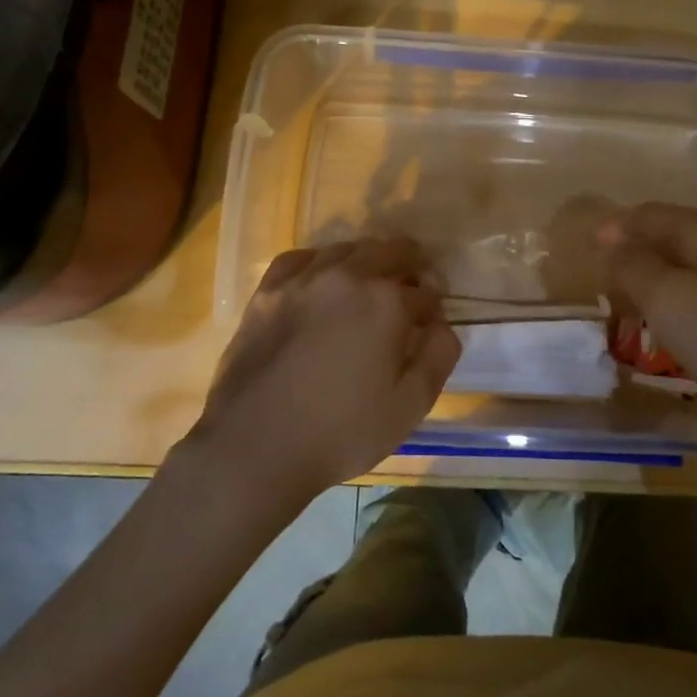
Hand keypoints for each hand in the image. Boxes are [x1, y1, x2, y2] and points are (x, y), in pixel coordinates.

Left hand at [186, 238, 461, 499]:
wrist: (254, 447)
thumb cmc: (341, 432)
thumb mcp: (410, 405)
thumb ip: (438, 355)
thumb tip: (442, 324)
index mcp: (387, 301)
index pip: (426, 290)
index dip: (434, 307)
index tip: (430, 325)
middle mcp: (348, 276)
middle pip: (391, 252)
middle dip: (409, 269)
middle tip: (408, 297)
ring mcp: (303, 279)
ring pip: (348, 249)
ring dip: (368, 263)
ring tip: (368, 289)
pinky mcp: (268, 291)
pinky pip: (302, 258)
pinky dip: (321, 263)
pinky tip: (322, 283)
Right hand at [602, 203, 696, 438]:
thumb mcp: (668, 302)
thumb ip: (633, 267)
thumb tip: (612, 242)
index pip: (650, 214)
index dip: (616, 229)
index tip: (589, 253)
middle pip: (673, 233)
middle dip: (638, 253)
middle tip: (610, 284)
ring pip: (695, 260)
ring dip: (662, 276)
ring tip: (639, 305)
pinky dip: (688, 293)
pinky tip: (683, 321)